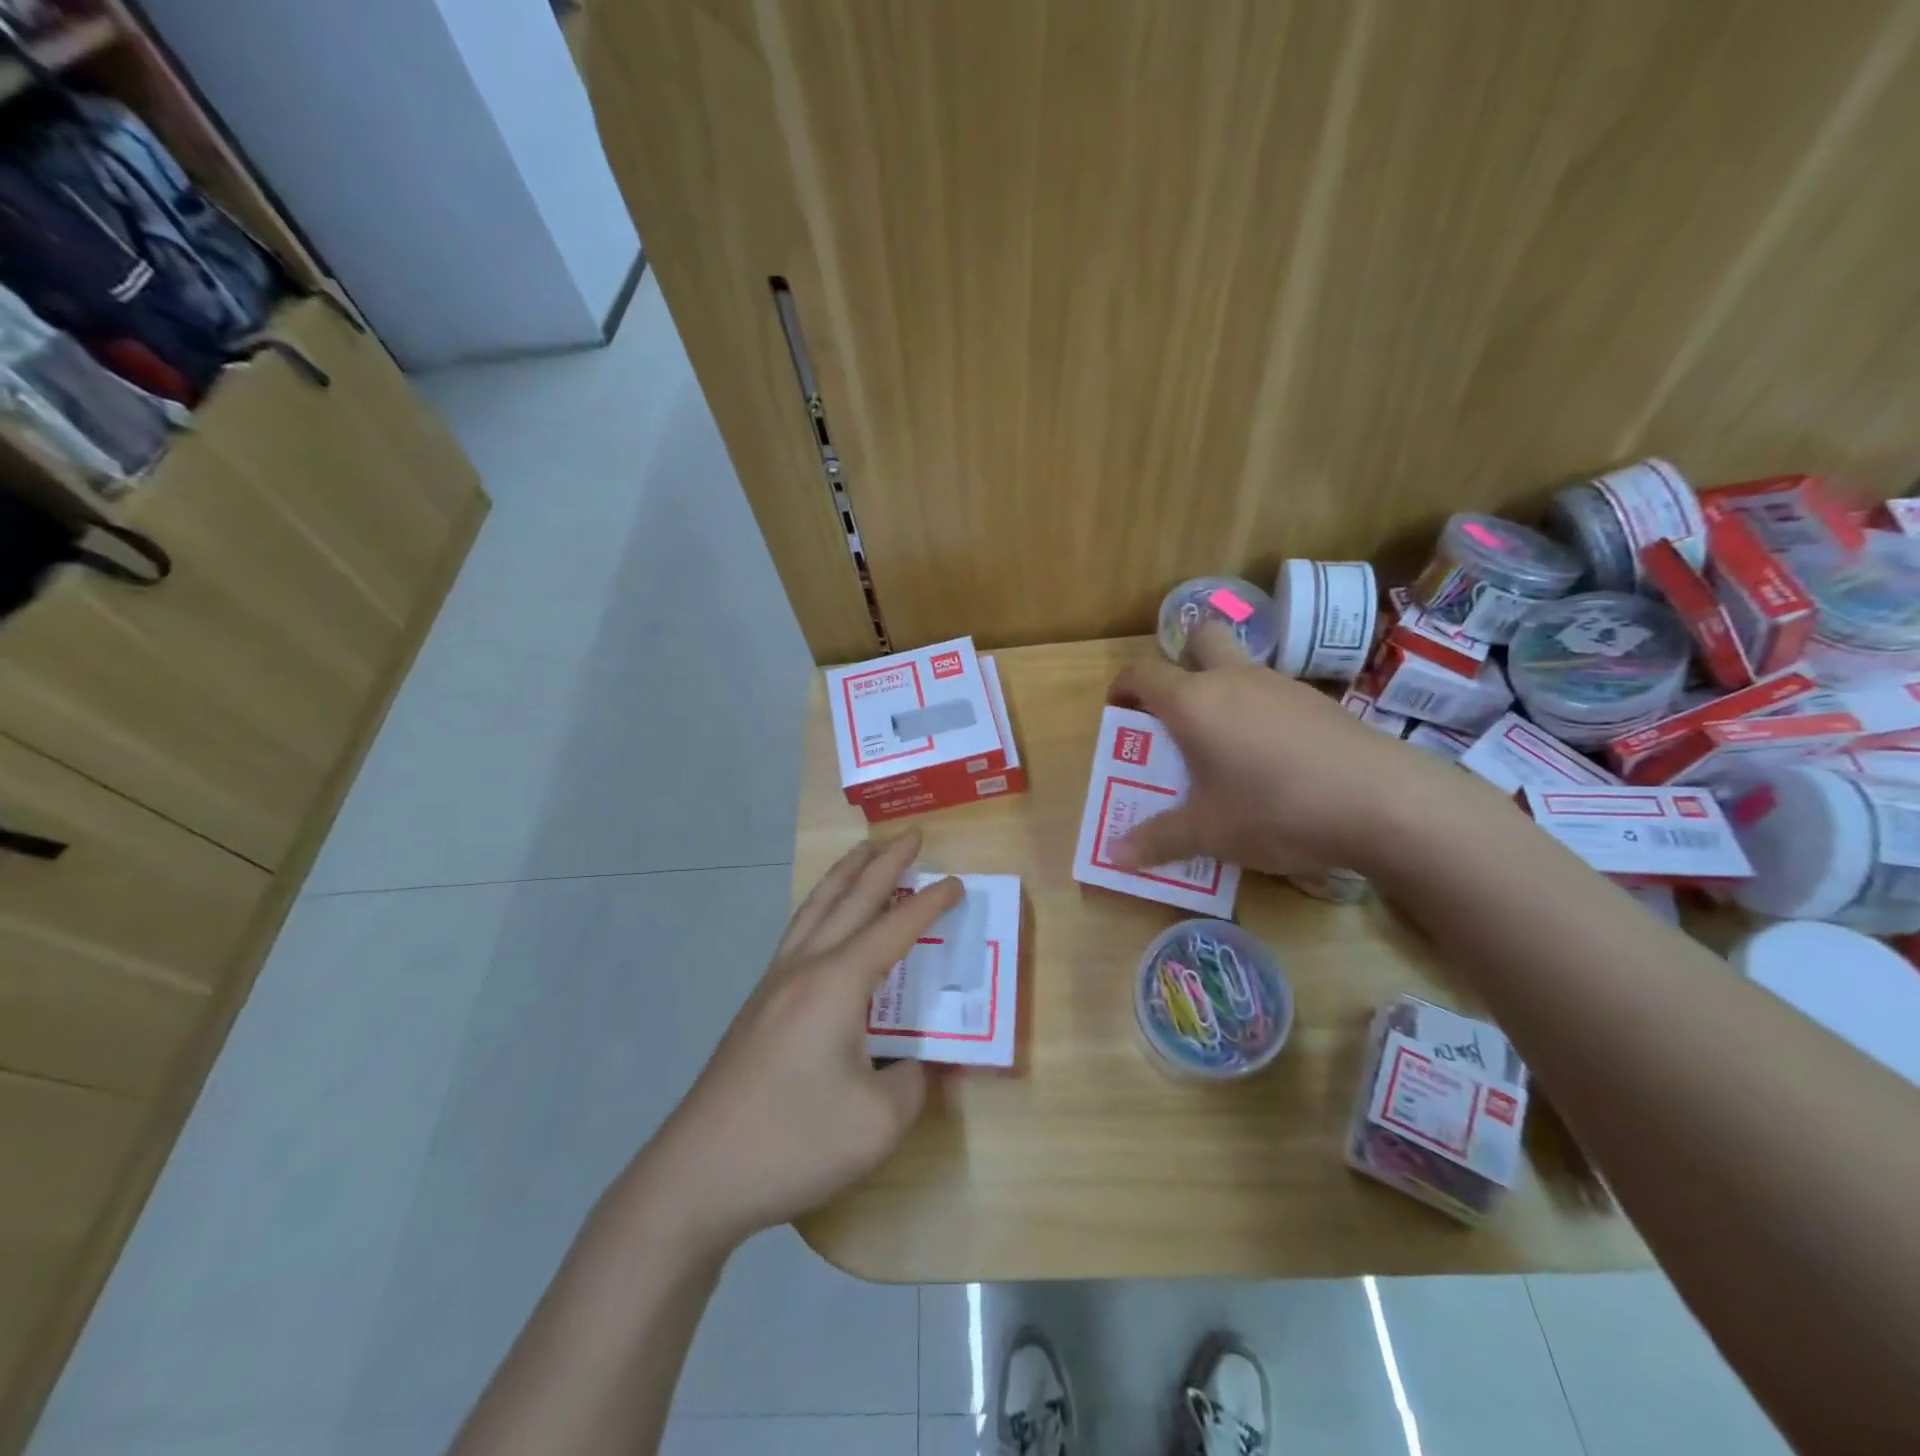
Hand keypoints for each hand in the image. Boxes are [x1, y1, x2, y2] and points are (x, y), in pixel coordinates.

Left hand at [635, 833, 960, 1251]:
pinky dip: (821, 907)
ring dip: (845, 875)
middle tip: (912, 835)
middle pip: (850, 899)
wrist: (698, 1175)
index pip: (894, 929)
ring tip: (866, 852)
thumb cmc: (793, 1142)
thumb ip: (913, 1084)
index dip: (929, 905)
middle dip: (884, 863)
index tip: (956, 883)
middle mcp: (804, 969)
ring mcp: (774, 984)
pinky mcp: (757, 1006)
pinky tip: (824, 919)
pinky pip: (798, 933)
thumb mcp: (878, 1124)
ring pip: (815, 908)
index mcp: (837, 984)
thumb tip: (917, 1063)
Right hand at [1108, 623, 1463, 877]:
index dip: (1123, 686)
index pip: (1143, 673)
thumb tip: (1116, 856)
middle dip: (1180, 662)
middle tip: (1176, 710)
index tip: (1118, 710)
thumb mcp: (1208, 833)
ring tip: (1224, 747)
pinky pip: (1274, 693)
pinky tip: (1273, 760)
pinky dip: (1259, 712)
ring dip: (1223, 690)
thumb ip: (1158, 840)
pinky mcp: (1320, 701)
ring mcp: (1282, 685)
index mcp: (1194, 701)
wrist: (1386, 803)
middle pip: (1200, 639)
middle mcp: (1234, 679)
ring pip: (1241, 666)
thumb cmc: (1275, 810)